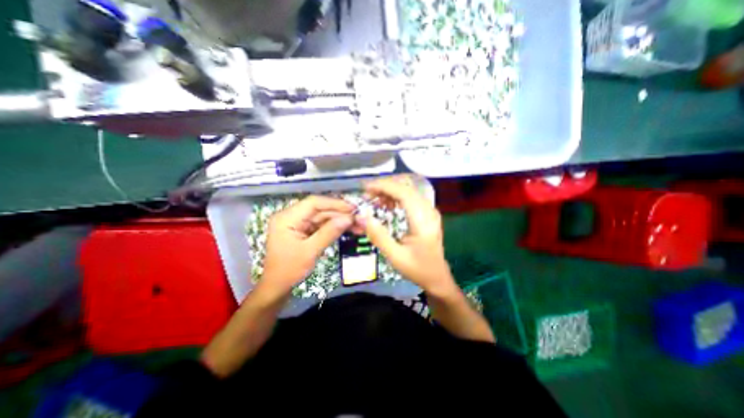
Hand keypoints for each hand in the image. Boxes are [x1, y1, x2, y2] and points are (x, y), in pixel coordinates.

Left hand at [262, 196, 353, 296]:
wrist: (277, 286)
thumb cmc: (289, 270)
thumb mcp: (310, 251)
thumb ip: (329, 233)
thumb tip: (348, 218)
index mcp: (287, 218)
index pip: (314, 203)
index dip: (335, 204)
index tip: (353, 208)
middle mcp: (292, 216)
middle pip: (320, 209)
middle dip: (340, 214)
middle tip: (359, 219)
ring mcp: (298, 223)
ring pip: (323, 217)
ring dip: (340, 220)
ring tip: (357, 225)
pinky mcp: (303, 230)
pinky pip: (321, 225)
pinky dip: (334, 227)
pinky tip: (347, 229)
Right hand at [353, 176, 455, 296]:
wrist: (437, 277)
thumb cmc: (417, 269)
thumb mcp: (395, 256)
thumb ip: (379, 236)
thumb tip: (362, 216)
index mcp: (423, 220)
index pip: (404, 193)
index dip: (384, 186)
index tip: (366, 188)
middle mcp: (428, 210)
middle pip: (406, 188)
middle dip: (385, 187)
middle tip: (367, 195)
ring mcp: (429, 210)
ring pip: (408, 190)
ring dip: (390, 191)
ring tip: (374, 200)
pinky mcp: (427, 213)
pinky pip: (410, 197)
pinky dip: (396, 197)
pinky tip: (386, 205)